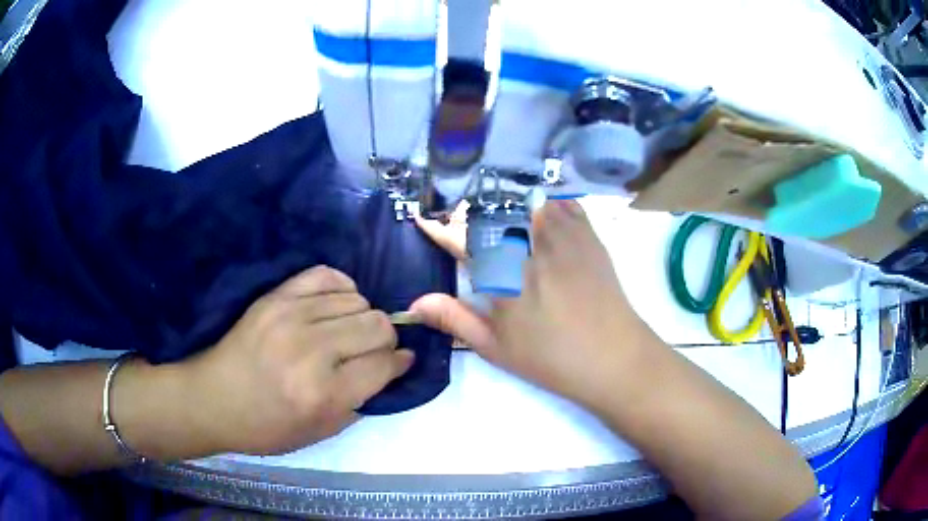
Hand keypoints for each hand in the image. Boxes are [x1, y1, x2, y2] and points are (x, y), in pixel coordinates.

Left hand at [180, 266, 412, 454]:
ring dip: (362, 317)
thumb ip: (361, 401)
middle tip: (373, 350)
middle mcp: (312, 351)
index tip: (401, 361)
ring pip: (357, 300)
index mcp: (325, 394)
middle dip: (385, 340)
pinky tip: (336, 304)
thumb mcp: (320, 432)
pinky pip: (326, 275)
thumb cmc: (267, 426)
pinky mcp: (276, 297)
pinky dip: (341, 287)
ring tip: (348, 331)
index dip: (400, 362)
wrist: (214, 399)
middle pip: (377, 325)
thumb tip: (389, 368)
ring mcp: (291, 317)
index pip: (385, 364)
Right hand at [411, 200, 655, 408]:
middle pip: (492, 212)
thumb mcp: (496, 348)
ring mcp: (563, 237)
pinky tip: (540, 211)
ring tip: (499, 211)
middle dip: (470, 211)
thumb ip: (455, 320)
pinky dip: (546, 202)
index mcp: (504, 278)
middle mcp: (530, 248)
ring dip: (506, 202)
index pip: (461, 241)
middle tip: (462, 219)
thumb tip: (415, 303)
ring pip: (526, 201)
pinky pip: (562, 203)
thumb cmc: (551, 359)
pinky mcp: (588, 235)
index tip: (423, 217)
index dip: (438, 228)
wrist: (613, 357)